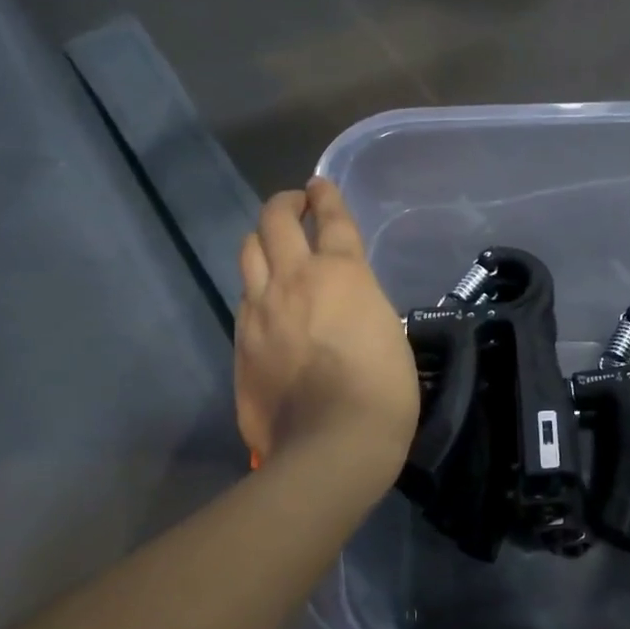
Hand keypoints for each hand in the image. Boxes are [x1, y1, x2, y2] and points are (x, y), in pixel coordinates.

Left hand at [236, 178, 417, 481]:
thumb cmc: (382, 391)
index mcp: (342, 274)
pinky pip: (244, 298)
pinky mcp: (240, 342)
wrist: (332, 443)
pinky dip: (256, 287)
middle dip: (285, 204)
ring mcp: (260, 310)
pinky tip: (266, 301)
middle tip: (295, 205)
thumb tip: (345, 308)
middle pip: (275, 221)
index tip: (320, 185)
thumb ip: (361, 305)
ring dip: (262, 239)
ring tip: (273, 245)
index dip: (327, 196)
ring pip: (248, 252)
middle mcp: (295, 280)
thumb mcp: (389, 334)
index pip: (332, 219)